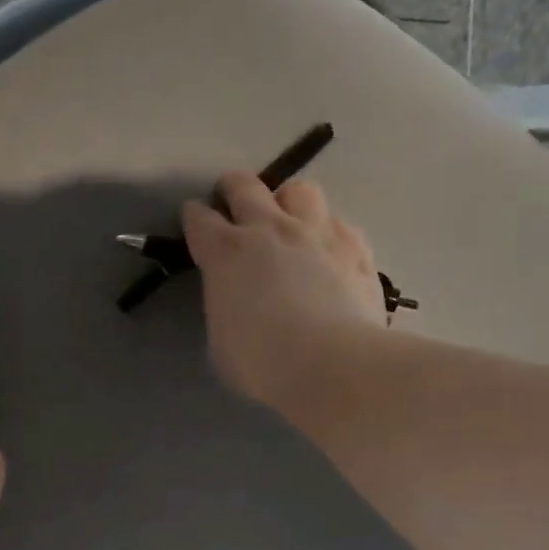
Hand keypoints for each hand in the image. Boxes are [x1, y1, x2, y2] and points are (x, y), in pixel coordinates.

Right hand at [182, 173, 385, 410]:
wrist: (332, 363)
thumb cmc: (261, 363)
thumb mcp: (220, 340)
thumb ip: (224, 307)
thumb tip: (234, 300)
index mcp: (226, 254)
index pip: (200, 219)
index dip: (193, 218)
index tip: (193, 223)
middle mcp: (269, 229)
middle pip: (245, 186)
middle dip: (232, 189)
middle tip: (231, 202)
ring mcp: (316, 232)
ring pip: (298, 190)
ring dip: (286, 201)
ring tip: (286, 221)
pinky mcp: (354, 246)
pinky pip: (337, 222)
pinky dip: (326, 231)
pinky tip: (326, 251)